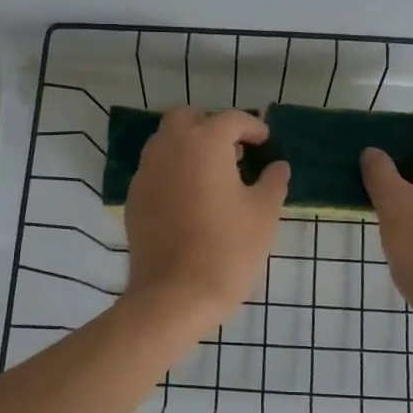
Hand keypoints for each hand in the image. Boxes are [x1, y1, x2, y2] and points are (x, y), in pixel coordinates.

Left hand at [123, 108, 289, 326]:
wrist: (176, 294)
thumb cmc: (228, 248)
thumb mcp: (264, 213)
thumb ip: (273, 182)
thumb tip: (278, 167)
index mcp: (204, 143)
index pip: (230, 119)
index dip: (252, 127)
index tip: (264, 142)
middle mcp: (169, 148)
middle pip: (187, 118)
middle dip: (211, 126)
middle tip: (234, 151)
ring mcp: (146, 172)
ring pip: (166, 141)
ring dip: (189, 145)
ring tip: (212, 172)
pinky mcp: (135, 198)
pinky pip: (155, 169)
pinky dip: (173, 170)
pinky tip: (190, 197)